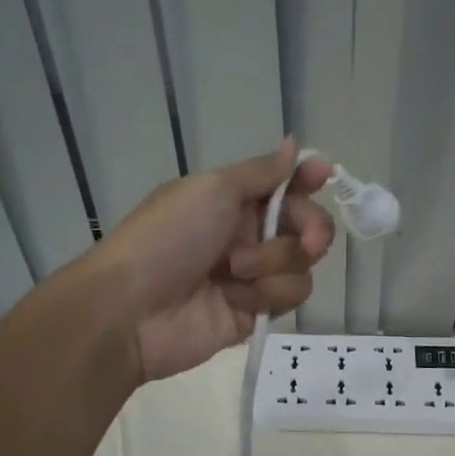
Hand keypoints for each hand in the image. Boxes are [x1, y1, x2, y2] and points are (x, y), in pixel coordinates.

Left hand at [93, 139, 336, 383]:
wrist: (131, 310)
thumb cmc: (168, 238)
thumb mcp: (212, 190)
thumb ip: (261, 172)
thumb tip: (294, 144)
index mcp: (232, 199)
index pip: (283, 184)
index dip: (307, 177)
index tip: (323, 173)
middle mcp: (246, 234)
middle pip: (306, 224)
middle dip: (310, 228)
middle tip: (307, 240)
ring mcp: (252, 274)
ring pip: (302, 263)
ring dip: (275, 264)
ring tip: (235, 272)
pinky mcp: (255, 311)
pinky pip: (290, 296)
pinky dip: (268, 294)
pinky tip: (238, 298)